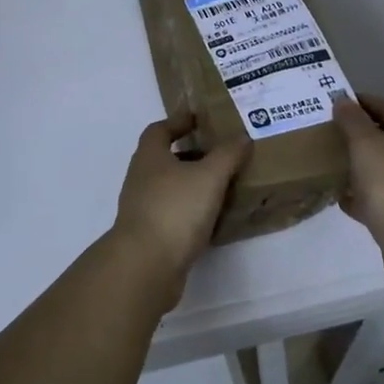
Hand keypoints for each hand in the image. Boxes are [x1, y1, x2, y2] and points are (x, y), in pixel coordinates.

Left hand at [110, 113, 248, 286]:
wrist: (146, 265)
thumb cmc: (175, 209)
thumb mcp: (208, 177)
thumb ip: (226, 155)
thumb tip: (241, 137)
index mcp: (150, 156)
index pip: (159, 129)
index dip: (178, 121)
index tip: (199, 119)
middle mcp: (141, 178)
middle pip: (164, 157)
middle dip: (189, 153)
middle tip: (219, 152)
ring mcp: (142, 207)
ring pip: (169, 186)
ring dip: (191, 182)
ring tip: (222, 184)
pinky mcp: (150, 233)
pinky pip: (173, 212)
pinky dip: (191, 209)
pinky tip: (212, 217)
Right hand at [334, 96, 383, 288]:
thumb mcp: (367, 143)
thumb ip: (353, 121)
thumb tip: (343, 99)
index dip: (367, 101)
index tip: (340, 99)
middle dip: (358, 133)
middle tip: (328, 128)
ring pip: (376, 171)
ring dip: (355, 165)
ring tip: (326, 159)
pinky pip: (371, 201)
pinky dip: (354, 197)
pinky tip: (337, 196)